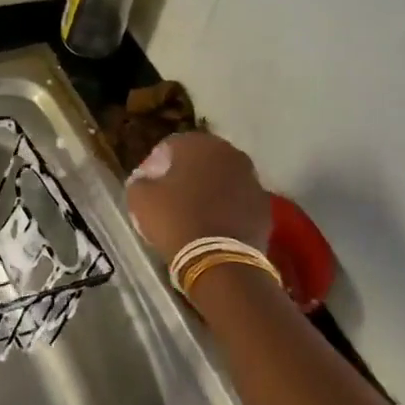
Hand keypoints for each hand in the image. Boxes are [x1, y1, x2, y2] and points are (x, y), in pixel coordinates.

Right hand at [123, 131, 271, 260]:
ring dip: (210, 189)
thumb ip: (140, 181)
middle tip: (171, 195)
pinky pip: (239, 201)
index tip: (149, 183)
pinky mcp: (264, 206)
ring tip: (194, 212)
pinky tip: (215, 226)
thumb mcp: (140, 199)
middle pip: (201, 159)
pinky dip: (228, 208)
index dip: (156, 163)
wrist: (219, 261)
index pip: (171, 145)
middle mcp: (229, 153)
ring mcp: (252, 179)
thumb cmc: (175, 220)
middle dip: (187, 173)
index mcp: (199, 144)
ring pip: (224, 178)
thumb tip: (145, 180)